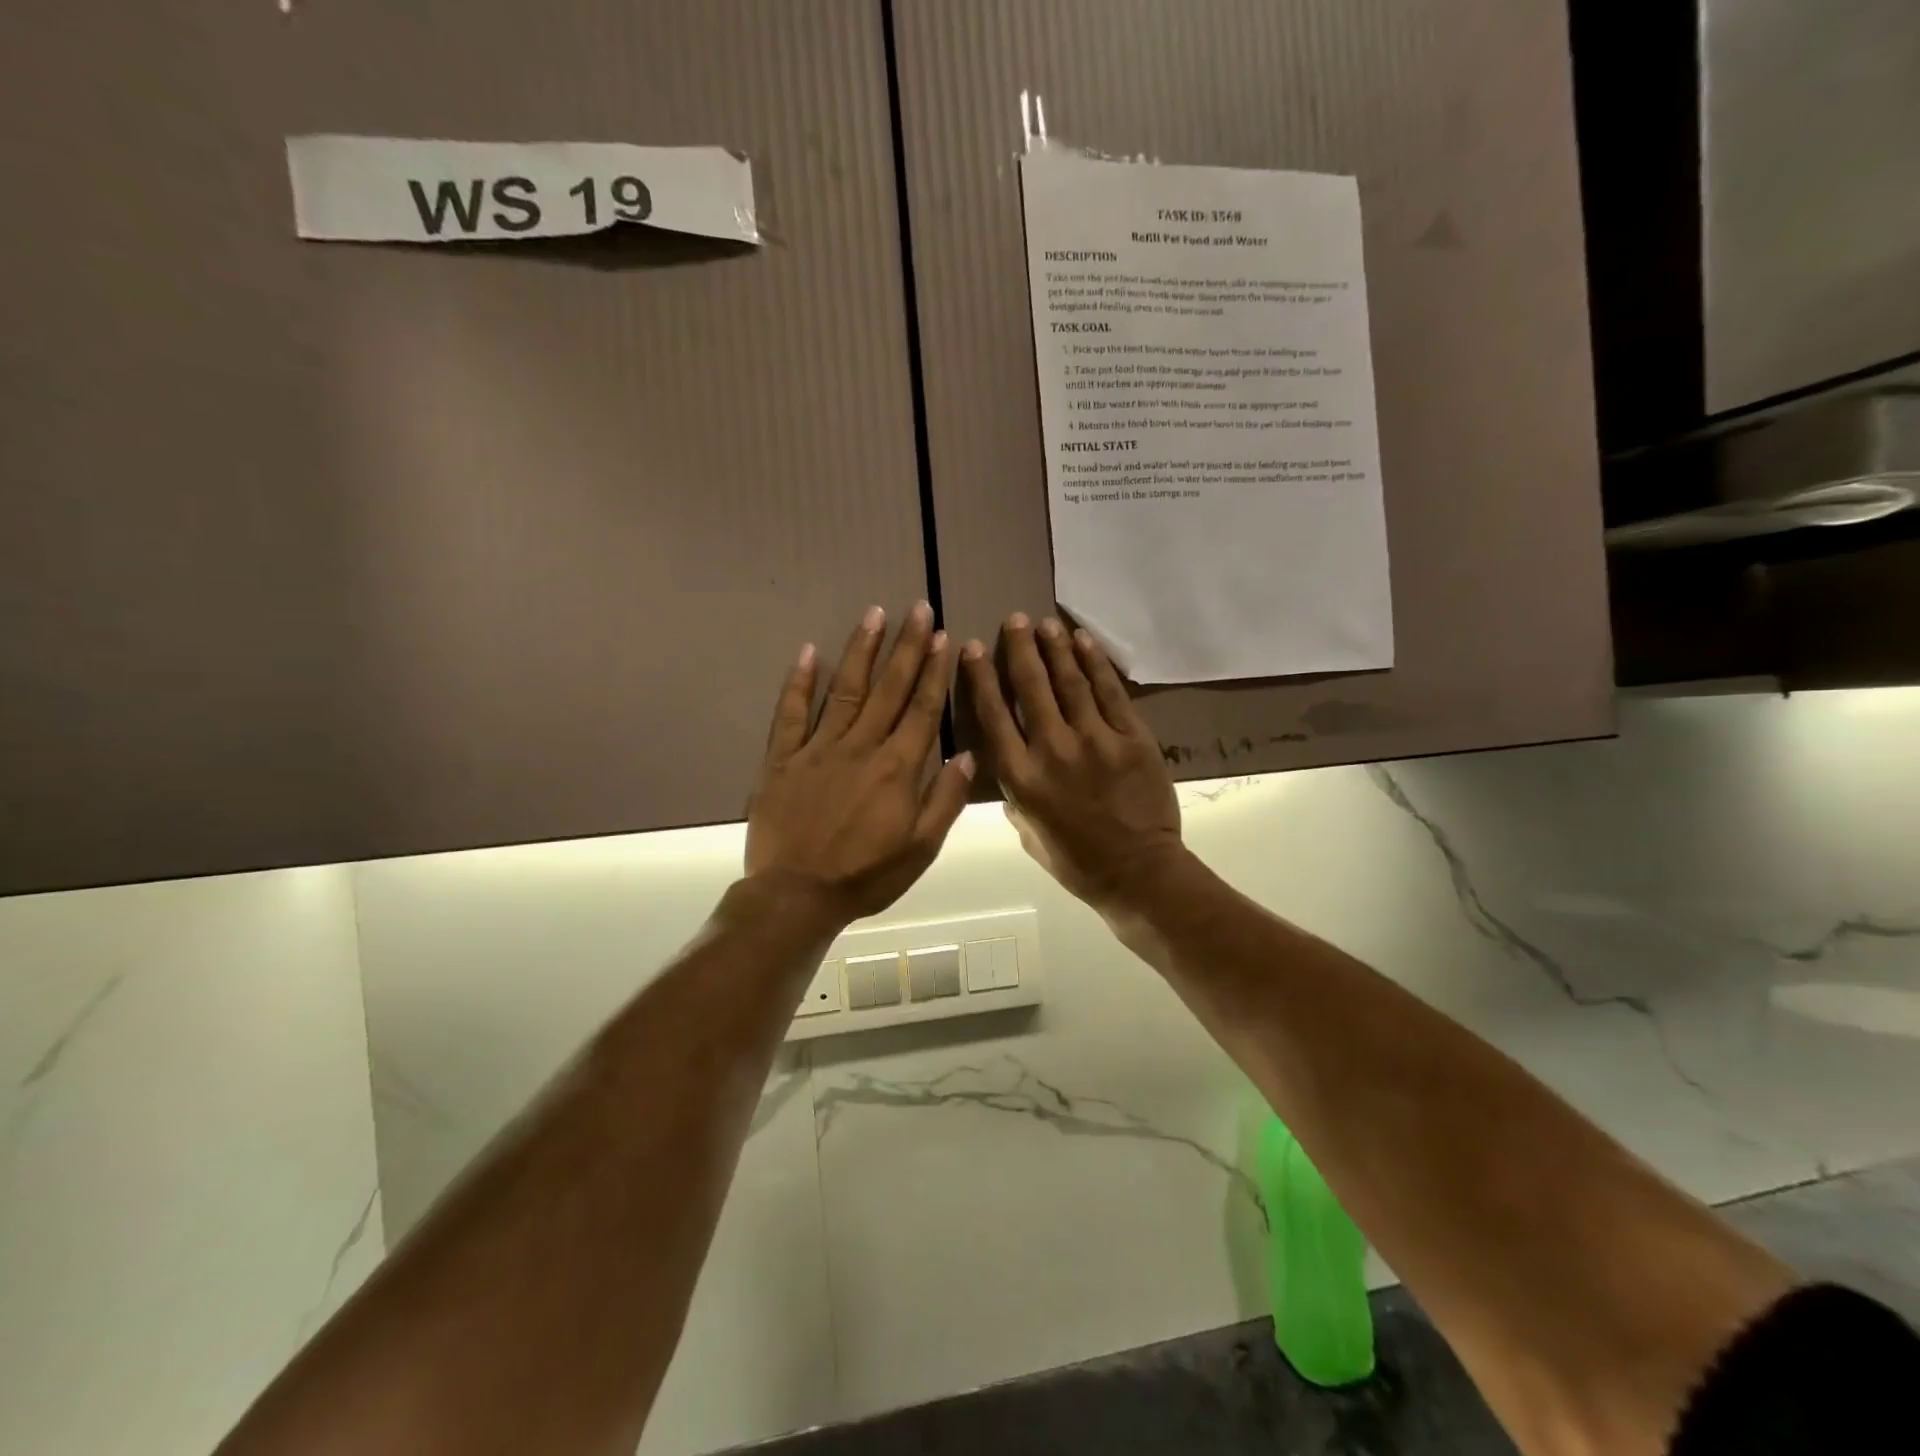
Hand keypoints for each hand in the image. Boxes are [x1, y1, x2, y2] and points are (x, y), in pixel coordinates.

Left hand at [746, 602, 972, 929]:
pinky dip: (799, 682)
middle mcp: (861, 747)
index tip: (942, 637)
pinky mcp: (783, 758)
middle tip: (917, 609)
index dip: (934, 671)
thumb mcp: (921, 849)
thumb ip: (945, 800)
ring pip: (845, 690)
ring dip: (861, 650)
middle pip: (889, 688)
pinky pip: (791, 713)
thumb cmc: (866, 876)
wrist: (796, 896)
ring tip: (874, 614)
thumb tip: (967, 755)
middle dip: (906, 646)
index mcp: (897, 768)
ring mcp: (818, 748)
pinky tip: (809, 652)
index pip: (922, 709)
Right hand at [961, 614, 1182, 915]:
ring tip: (1044, 624)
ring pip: (1069, 682)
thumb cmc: (1076, 861)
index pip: (994, 715)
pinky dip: (1095, 663)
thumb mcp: (1028, 832)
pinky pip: (1110, 691)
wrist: (1138, 872)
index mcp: (1021, 777)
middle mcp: (1052, 749)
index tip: (972, 647)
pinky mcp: (1131, 737)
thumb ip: (1015, 793)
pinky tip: (1082, 641)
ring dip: (1055, 648)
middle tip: (1014, 620)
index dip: (981, 677)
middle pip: (1030, 687)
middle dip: (1019, 648)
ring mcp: (1095, 740)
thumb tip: (1011, 761)